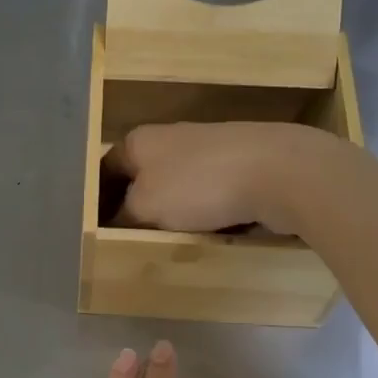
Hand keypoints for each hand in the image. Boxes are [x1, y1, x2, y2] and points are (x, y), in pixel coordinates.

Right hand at [105, 121, 341, 235]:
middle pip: (142, 177)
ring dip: (173, 211)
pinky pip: (210, 192)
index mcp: (140, 139)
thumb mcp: (145, 207)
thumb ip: (124, 215)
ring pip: (178, 186)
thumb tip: (119, 219)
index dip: (99, 199)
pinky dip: (206, 210)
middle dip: (138, 207)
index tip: (98, 228)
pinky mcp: (240, 162)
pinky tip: (211, 230)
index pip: (107, 169)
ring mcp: (209, 147)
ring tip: (172, 240)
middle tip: (132, 239)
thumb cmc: (199, 185)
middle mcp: (170, 137)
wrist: (279, 171)